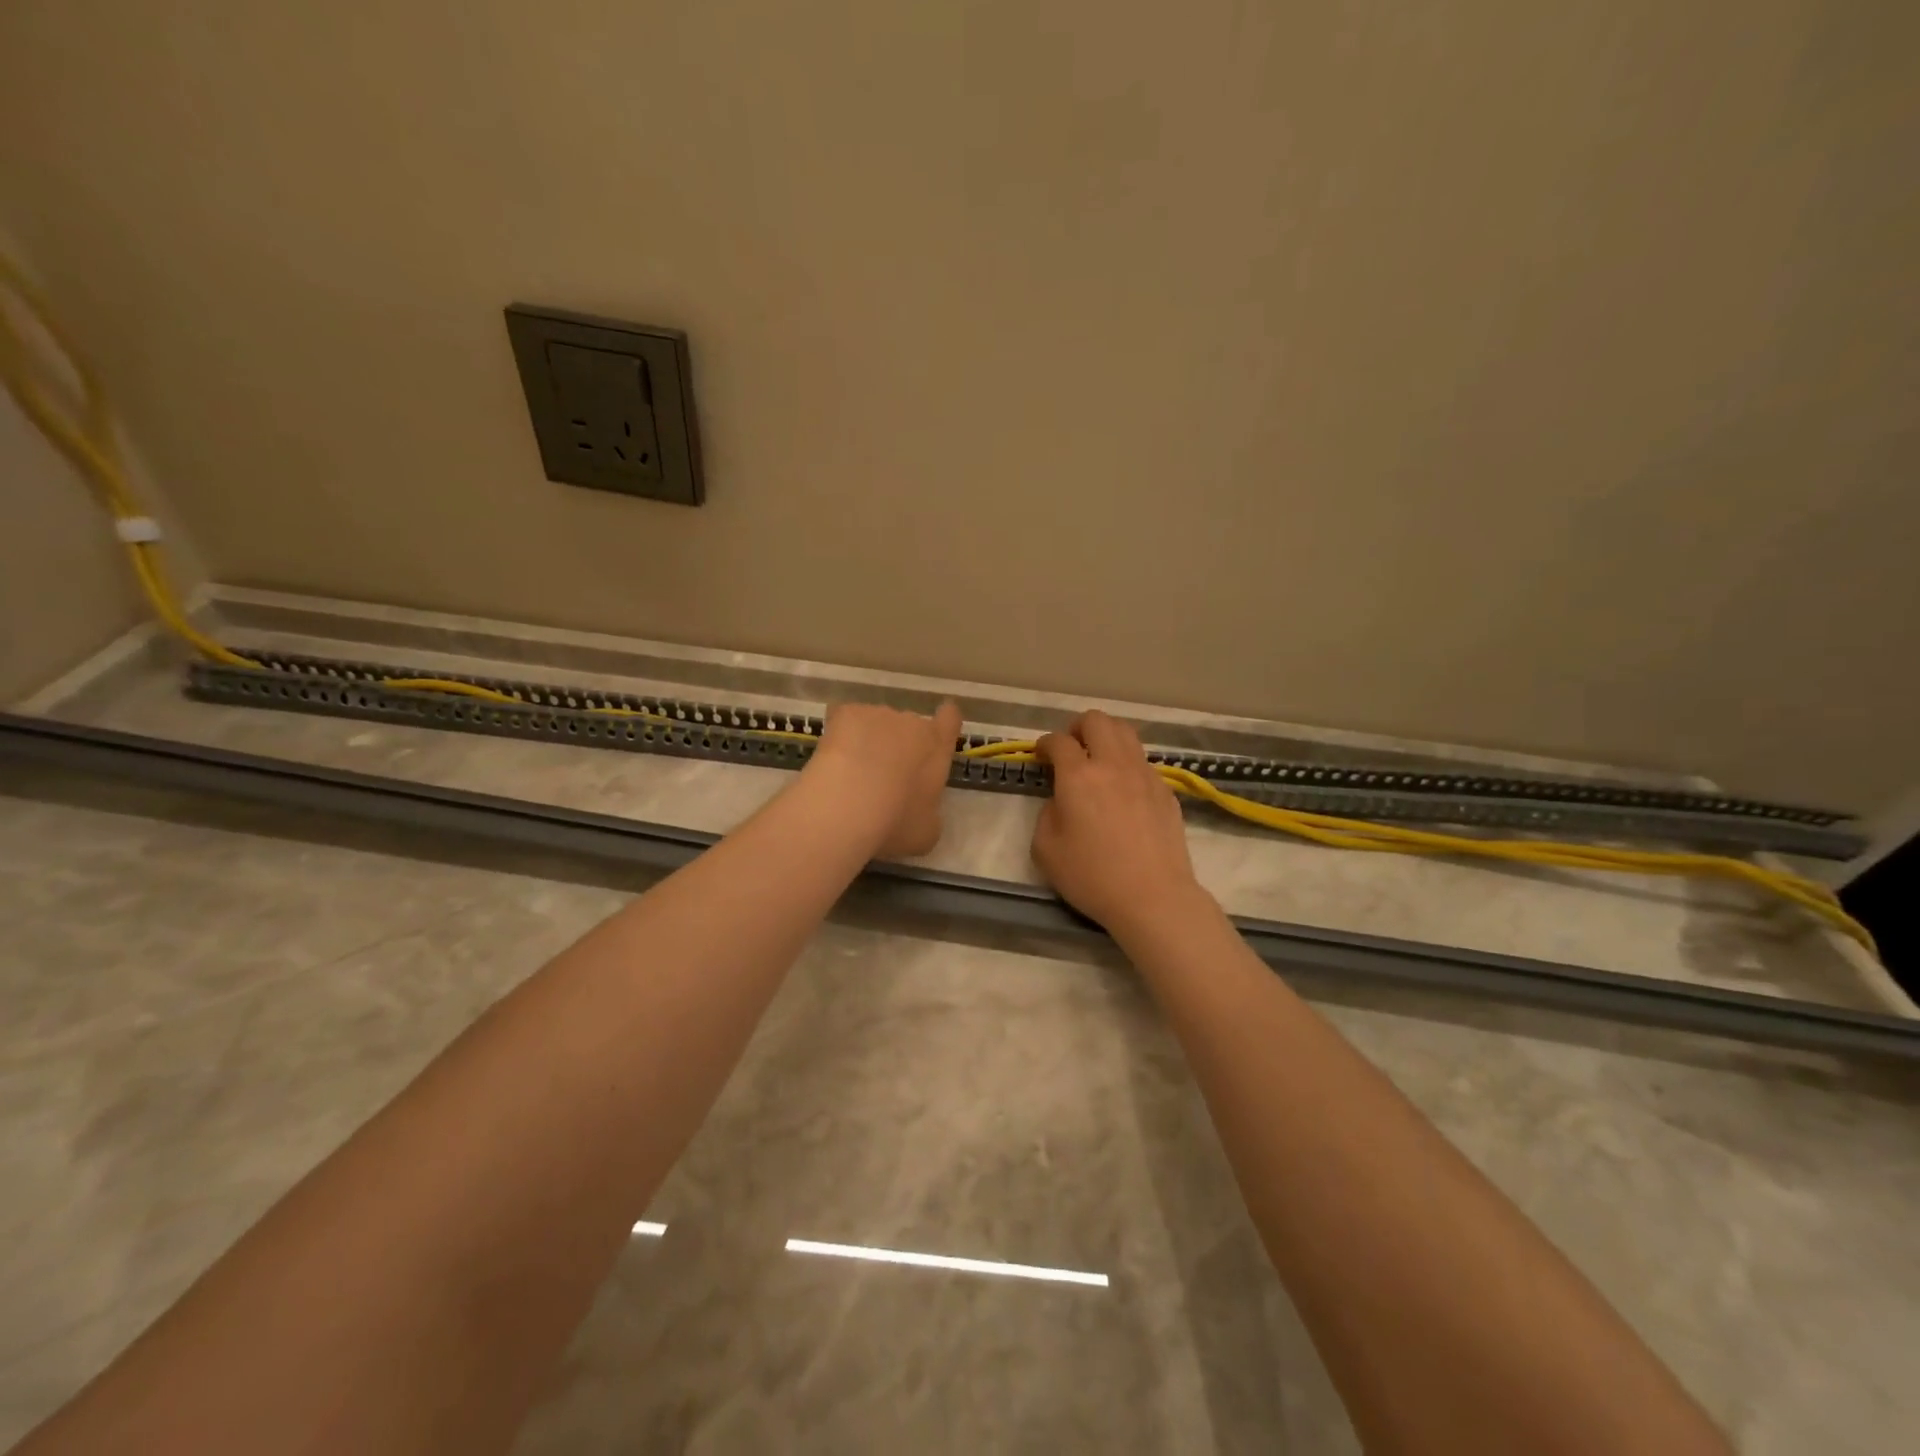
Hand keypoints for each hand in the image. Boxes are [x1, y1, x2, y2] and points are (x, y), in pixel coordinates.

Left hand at [806, 700, 962, 858]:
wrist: (846, 805)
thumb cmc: (895, 822)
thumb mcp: (926, 831)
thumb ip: (930, 810)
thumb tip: (922, 807)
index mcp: (936, 747)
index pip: (950, 719)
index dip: (944, 723)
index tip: (935, 734)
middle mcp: (911, 722)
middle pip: (909, 726)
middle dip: (899, 745)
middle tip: (883, 779)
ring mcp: (876, 714)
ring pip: (875, 724)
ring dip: (869, 741)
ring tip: (851, 775)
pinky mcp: (844, 712)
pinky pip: (845, 721)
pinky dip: (840, 737)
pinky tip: (830, 762)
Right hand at [1032, 711, 1210, 935]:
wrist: (1153, 897)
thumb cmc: (1092, 877)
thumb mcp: (1046, 850)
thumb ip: (1046, 815)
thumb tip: (1060, 801)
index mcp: (1079, 776)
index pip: (1059, 741)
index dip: (1045, 743)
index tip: (1041, 755)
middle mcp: (1113, 765)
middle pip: (1097, 720)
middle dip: (1078, 727)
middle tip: (1071, 749)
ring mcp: (1144, 775)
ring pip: (1126, 733)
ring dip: (1106, 737)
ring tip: (1098, 760)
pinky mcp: (1165, 790)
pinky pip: (1142, 761)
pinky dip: (1126, 763)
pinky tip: (1122, 789)